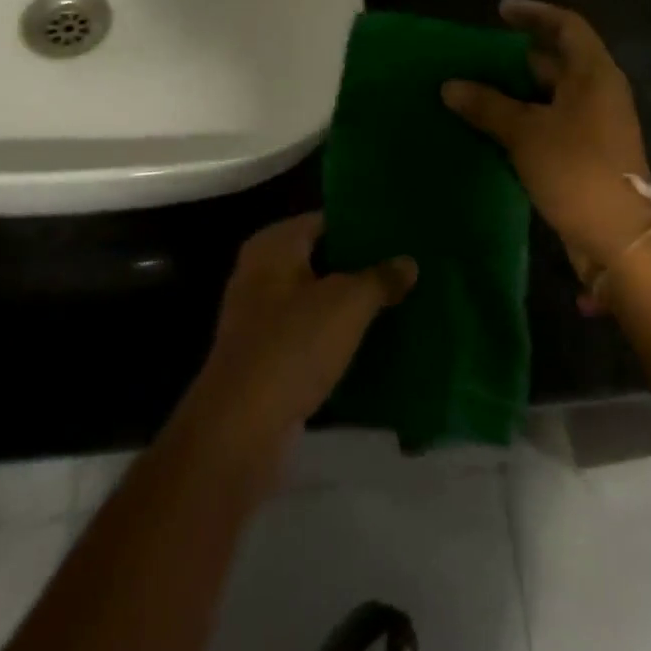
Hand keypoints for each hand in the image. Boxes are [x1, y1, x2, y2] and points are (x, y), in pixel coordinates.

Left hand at [187, 212, 416, 463]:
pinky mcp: (265, 359)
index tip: (399, 234)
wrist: (241, 430)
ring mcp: (260, 318)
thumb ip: (380, 278)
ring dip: (350, 306)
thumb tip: (409, 262)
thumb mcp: (348, 304)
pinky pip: (309, 336)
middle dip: (360, 267)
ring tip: (398, 303)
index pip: (325, 221)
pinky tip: (372, 345)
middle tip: (406, 268)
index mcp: (274, 245)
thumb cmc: (293, 345)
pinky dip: (336, 338)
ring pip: (316, 300)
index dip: (361, 226)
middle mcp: (261, 273)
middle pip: (321, 261)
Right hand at [443, 0, 650, 276]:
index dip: (534, 13)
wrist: (621, 240)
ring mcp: (595, 125)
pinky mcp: (587, 153)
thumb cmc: (576, 170)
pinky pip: (550, 123)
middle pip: (555, 61)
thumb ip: (487, 105)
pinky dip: (522, 120)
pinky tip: (490, 129)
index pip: (566, 26)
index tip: (499, 11)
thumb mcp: (525, 133)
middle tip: (474, 59)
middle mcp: (598, 92)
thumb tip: (449, 86)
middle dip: (513, 59)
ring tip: (473, 92)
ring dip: (514, 93)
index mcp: (593, 74)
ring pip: (549, 96)